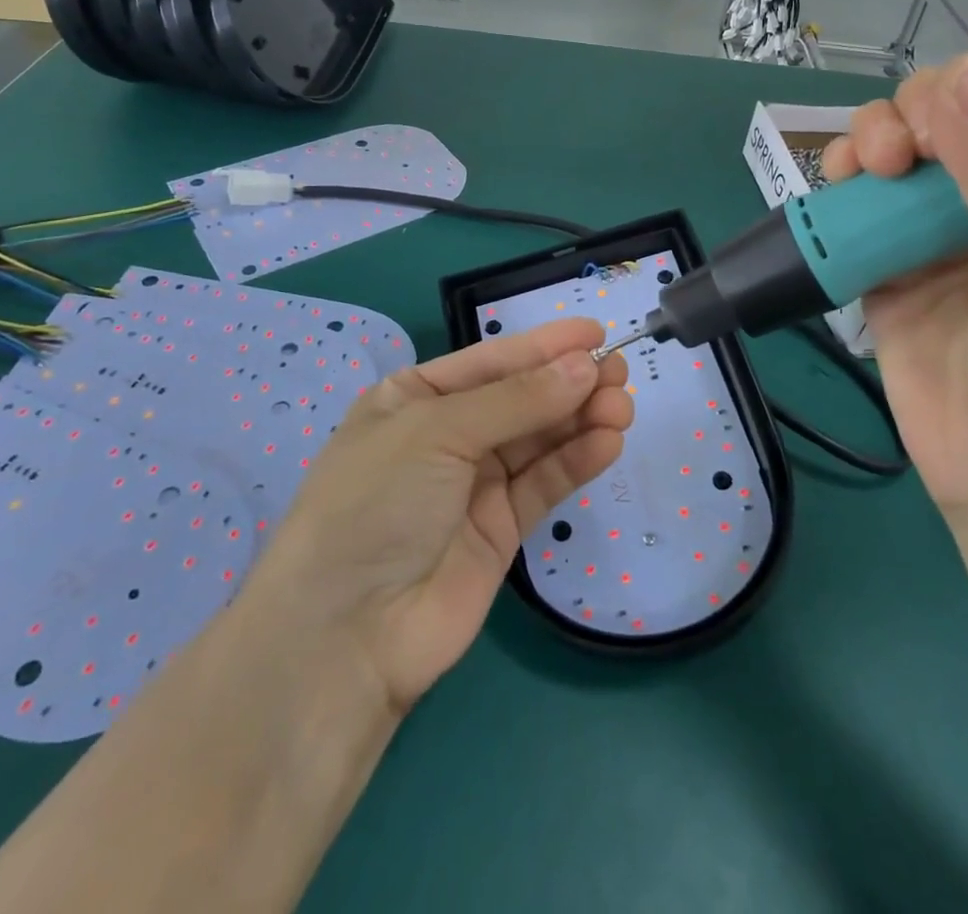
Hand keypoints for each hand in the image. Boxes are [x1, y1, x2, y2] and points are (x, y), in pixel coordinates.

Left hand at [244, 318, 632, 712]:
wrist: (345, 635)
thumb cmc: (376, 502)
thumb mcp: (437, 431)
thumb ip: (517, 400)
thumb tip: (585, 365)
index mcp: (415, 398)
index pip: (490, 360)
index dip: (543, 345)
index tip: (596, 331)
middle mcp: (446, 435)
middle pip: (521, 398)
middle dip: (569, 382)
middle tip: (619, 372)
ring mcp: (474, 484)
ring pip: (539, 439)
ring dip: (581, 419)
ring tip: (622, 406)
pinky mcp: (501, 529)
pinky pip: (544, 483)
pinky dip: (576, 461)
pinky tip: (607, 442)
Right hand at [822, 43, 967, 515]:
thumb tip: (963, 78)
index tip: (962, 90)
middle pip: (944, 115)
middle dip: (917, 109)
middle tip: (908, 151)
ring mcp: (933, 234)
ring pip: (894, 152)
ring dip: (873, 139)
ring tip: (871, 169)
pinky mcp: (884, 268)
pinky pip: (856, 209)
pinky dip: (842, 188)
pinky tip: (841, 189)